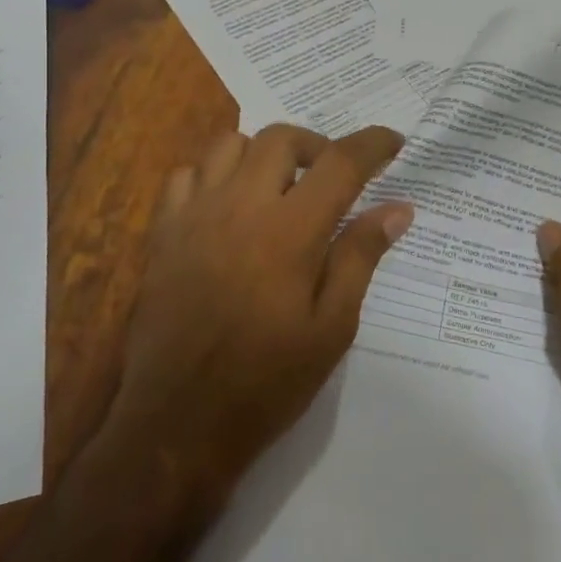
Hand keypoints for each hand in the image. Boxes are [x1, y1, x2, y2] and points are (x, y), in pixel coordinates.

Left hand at [108, 123, 412, 496]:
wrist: (178, 423)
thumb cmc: (266, 382)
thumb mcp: (331, 328)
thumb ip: (360, 257)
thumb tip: (397, 209)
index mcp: (290, 231)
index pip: (340, 162)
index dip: (372, 143)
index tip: (394, 142)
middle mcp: (240, 206)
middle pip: (282, 138)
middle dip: (317, 145)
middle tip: (333, 177)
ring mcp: (194, 215)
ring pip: (230, 144)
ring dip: (264, 153)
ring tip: (280, 186)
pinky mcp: (163, 233)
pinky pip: (186, 175)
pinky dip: (213, 174)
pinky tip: (227, 206)